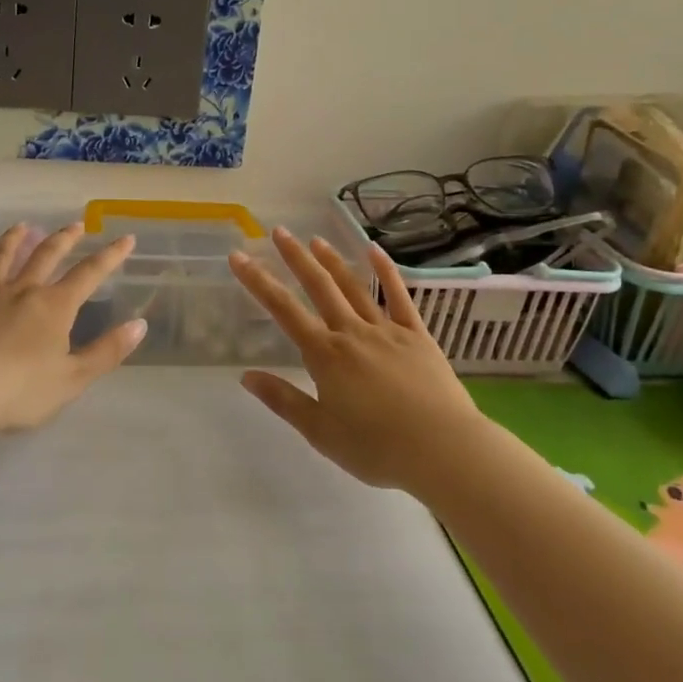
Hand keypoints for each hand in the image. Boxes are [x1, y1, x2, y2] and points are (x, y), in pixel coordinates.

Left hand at [0, 223, 144, 463]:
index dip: (110, 255)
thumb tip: (139, 324)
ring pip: (3, 257)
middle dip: (65, 238)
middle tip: (77, 224)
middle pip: (46, 255)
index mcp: (55, 306)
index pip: (89, 273)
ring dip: (15, 239)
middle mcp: (23, 290)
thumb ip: (107, 351)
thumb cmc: (20, 391)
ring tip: (24, 226)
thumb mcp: (72, 379)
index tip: (126, 238)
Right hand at [230, 229, 485, 493]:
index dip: (258, 281)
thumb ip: (284, 400)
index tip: (239, 257)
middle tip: (279, 231)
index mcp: (325, 356)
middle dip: (296, 257)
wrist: (443, 450)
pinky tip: (375, 250)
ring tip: (315, 239)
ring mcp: (387, 330)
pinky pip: (399, 296)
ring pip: (354, 286)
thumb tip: (247, 375)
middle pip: (319, 287)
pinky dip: (386, 271)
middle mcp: (352, 332)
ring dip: (332, 260)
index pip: (283, 310)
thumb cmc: (377, 448)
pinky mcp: (417, 335)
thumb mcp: (321, 433)